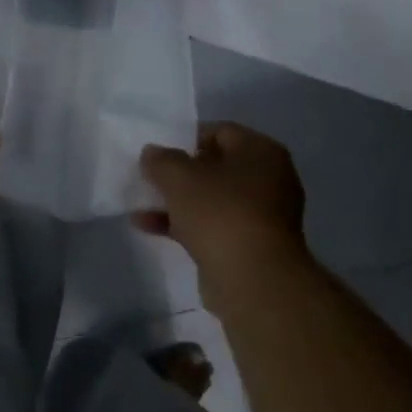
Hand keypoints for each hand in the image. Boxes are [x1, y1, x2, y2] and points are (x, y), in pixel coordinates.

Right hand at [135, 123, 310, 300]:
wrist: (253, 280)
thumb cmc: (220, 213)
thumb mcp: (180, 177)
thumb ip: (161, 159)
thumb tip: (152, 153)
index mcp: (261, 152)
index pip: (221, 131)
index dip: (186, 138)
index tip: (159, 152)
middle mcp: (269, 179)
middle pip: (216, 167)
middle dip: (180, 173)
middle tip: (150, 177)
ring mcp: (262, 216)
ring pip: (212, 199)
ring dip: (177, 201)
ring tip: (141, 204)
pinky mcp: (250, 246)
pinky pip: (212, 226)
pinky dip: (184, 225)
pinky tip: (148, 227)